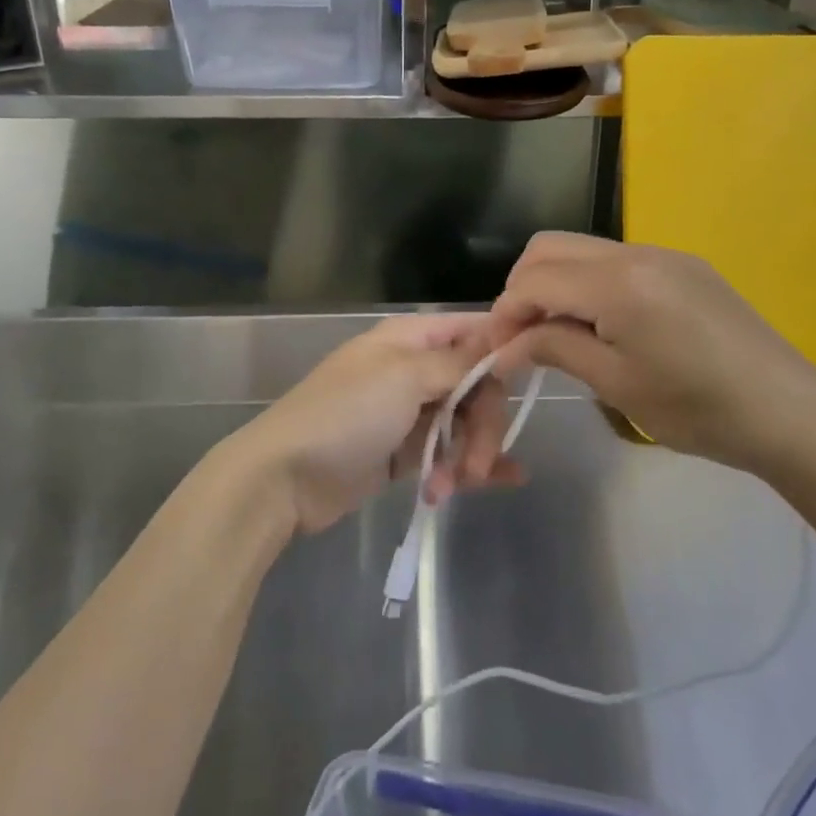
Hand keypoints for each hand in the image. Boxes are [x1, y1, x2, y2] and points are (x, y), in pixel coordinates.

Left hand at [234, 313, 525, 534]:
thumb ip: (456, 363)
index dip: (503, 349)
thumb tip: (499, 342)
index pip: (472, 330)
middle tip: (477, 462)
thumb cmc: (345, 414)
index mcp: (411, 338)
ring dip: (471, 452)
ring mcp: (410, 411)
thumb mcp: (404, 378)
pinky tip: (500, 482)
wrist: (285, 478)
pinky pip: (448, 451)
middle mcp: (414, 368)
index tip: (530, 375)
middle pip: (476, 383)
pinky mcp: (405, 452)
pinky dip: (468, 466)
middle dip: (485, 421)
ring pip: (465, 421)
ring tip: (456, 485)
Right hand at [491, 233, 815, 472]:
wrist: (788, 411)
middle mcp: (635, 252)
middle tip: (523, 337)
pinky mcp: (682, 266)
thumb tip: (506, 347)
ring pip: (582, 249)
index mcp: (617, 283)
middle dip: (523, 287)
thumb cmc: (697, 408)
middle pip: (550, 247)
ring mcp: (662, 254)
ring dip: (556, 283)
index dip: (505, 313)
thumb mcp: (616, 384)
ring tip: (559, 333)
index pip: (535, 279)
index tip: (497, 351)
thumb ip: (555, 349)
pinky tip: (603, 325)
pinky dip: (590, 284)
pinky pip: (615, 260)